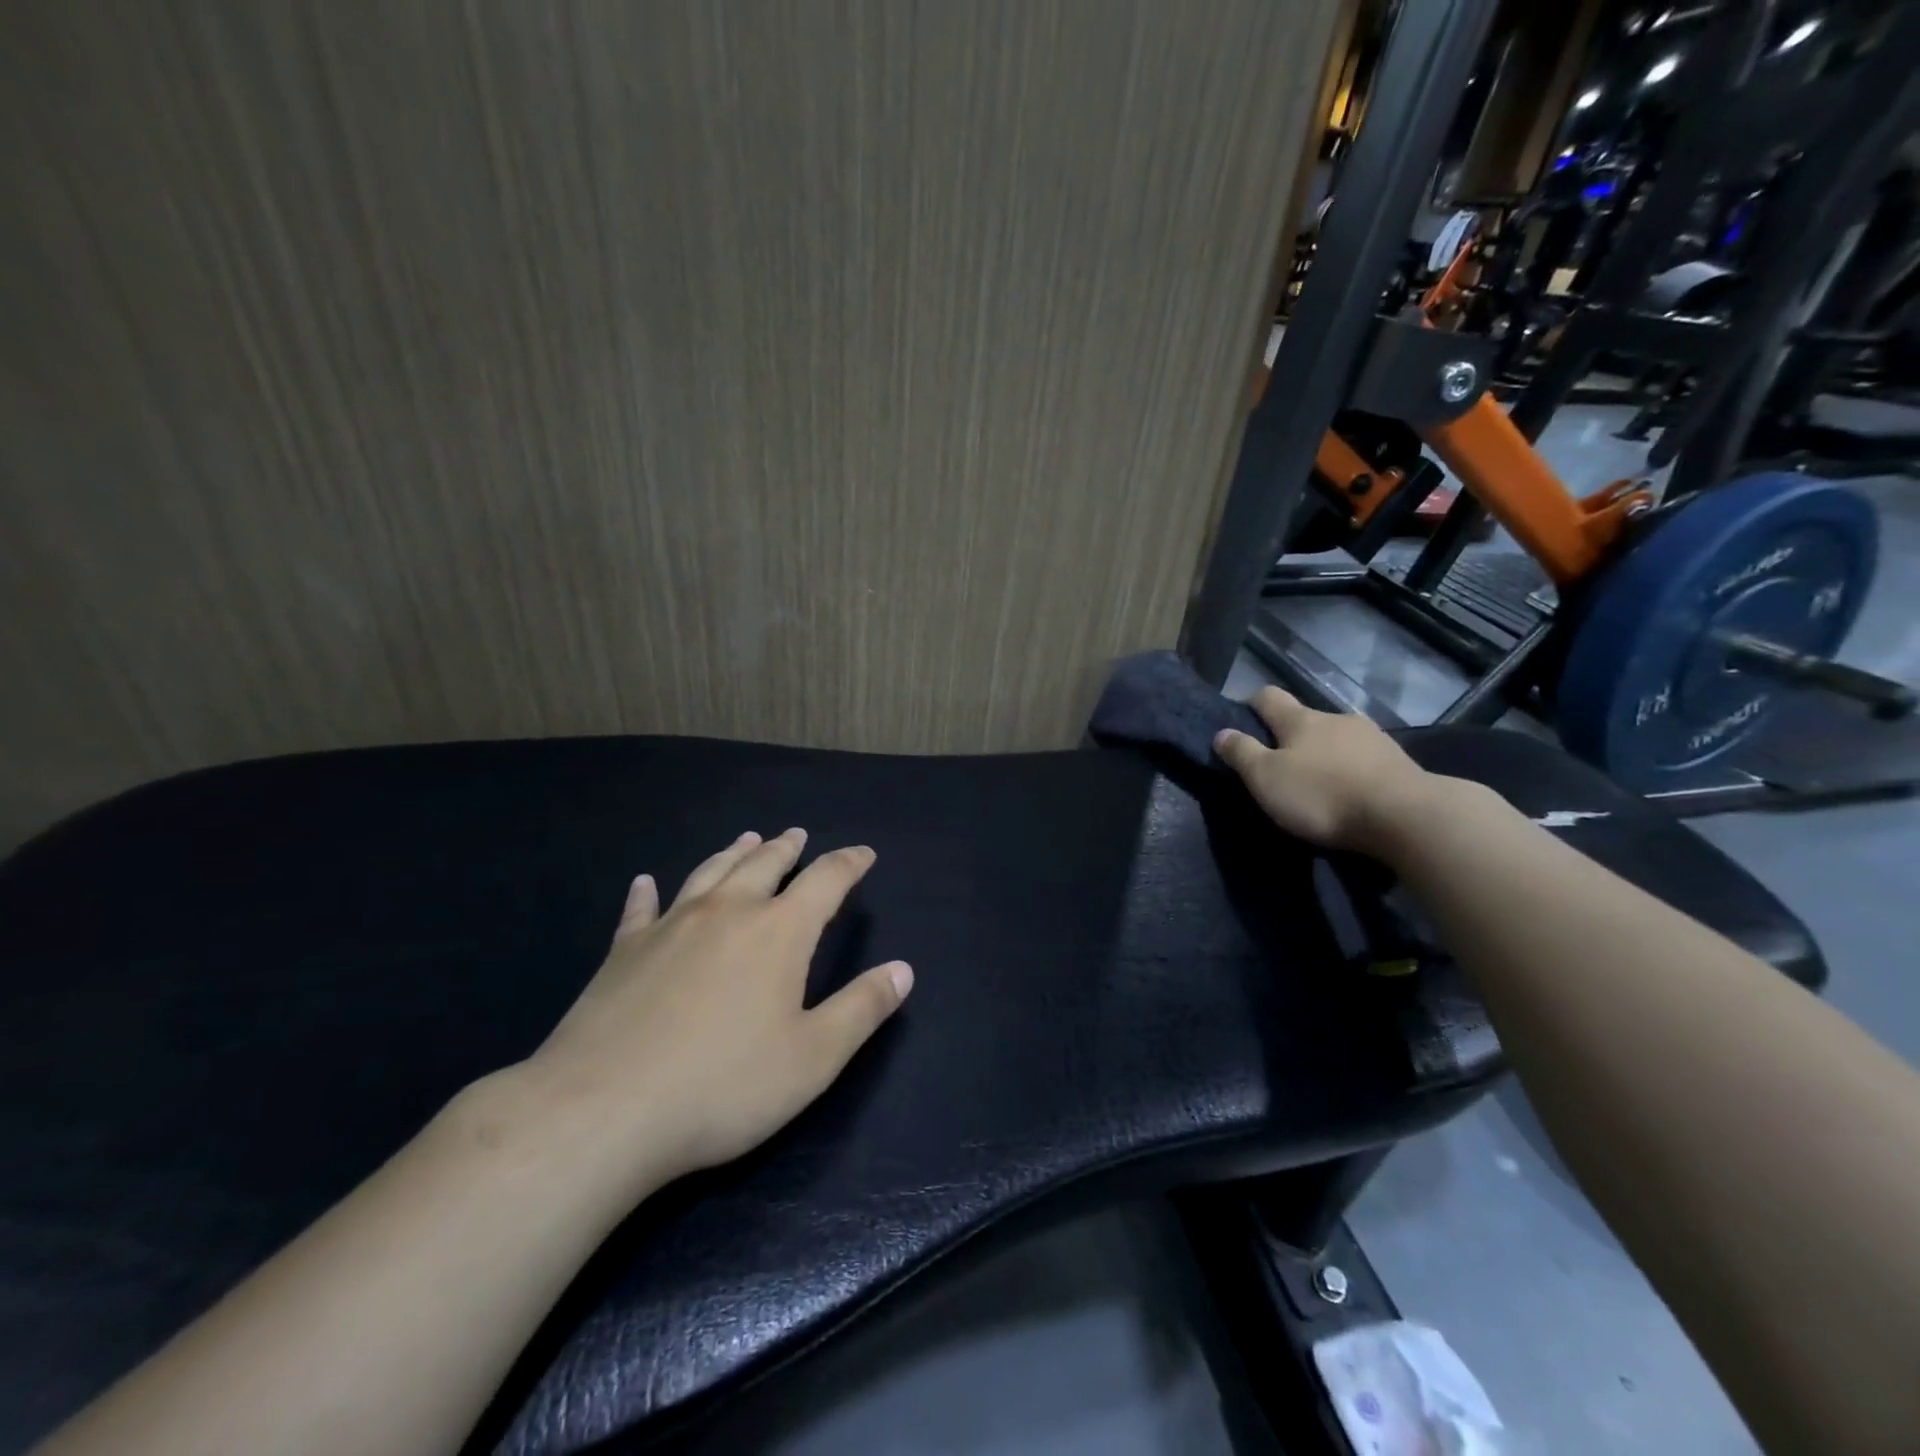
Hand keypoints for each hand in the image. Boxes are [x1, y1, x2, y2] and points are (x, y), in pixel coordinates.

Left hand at [522, 829, 912, 1189]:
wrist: (602, 1111)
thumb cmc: (724, 1086)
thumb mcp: (813, 1057)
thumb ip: (862, 1009)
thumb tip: (904, 970)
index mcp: (779, 931)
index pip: (826, 881)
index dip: (849, 863)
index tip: (864, 854)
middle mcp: (727, 912)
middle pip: (764, 864)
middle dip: (787, 848)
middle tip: (798, 835)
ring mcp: (670, 926)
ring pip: (710, 872)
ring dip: (733, 853)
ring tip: (747, 838)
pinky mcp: (623, 951)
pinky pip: (640, 909)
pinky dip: (647, 892)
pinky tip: (645, 882)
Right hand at [1213, 687, 1440, 856]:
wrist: (1407, 817)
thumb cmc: (1323, 794)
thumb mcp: (1267, 778)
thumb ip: (1242, 754)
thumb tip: (1221, 733)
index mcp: (1301, 720)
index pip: (1269, 697)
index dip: (1252, 704)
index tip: (1242, 719)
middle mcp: (1336, 719)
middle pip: (1306, 719)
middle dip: (1291, 735)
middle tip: (1279, 764)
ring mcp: (1372, 738)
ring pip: (1338, 738)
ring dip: (1325, 753)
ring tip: (1318, 781)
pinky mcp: (1398, 763)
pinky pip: (1364, 759)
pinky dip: (1351, 770)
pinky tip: (1351, 791)